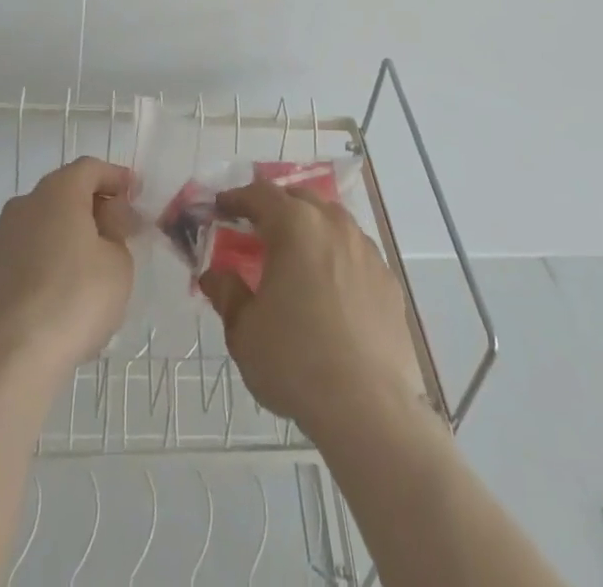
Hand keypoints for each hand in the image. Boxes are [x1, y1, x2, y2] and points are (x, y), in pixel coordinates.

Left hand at [0, 157, 135, 385]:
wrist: (8, 363)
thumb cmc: (75, 301)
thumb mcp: (119, 265)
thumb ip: (116, 234)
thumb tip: (106, 223)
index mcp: (58, 193)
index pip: (90, 168)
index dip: (115, 177)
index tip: (135, 193)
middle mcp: (22, 206)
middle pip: (61, 195)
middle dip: (89, 208)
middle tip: (115, 233)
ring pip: (36, 228)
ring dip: (60, 238)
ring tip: (83, 271)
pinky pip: (17, 260)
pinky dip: (36, 267)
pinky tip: (50, 297)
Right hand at [199, 180, 425, 441]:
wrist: (368, 407)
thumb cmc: (295, 362)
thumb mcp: (244, 331)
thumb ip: (227, 294)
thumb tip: (215, 275)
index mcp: (295, 226)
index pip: (260, 195)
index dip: (236, 198)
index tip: (221, 207)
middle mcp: (333, 225)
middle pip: (300, 199)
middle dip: (276, 207)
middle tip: (257, 229)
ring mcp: (366, 250)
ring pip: (333, 222)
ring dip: (310, 228)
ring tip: (296, 255)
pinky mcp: (388, 280)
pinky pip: (356, 253)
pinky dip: (337, 256)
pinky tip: (331, 287)